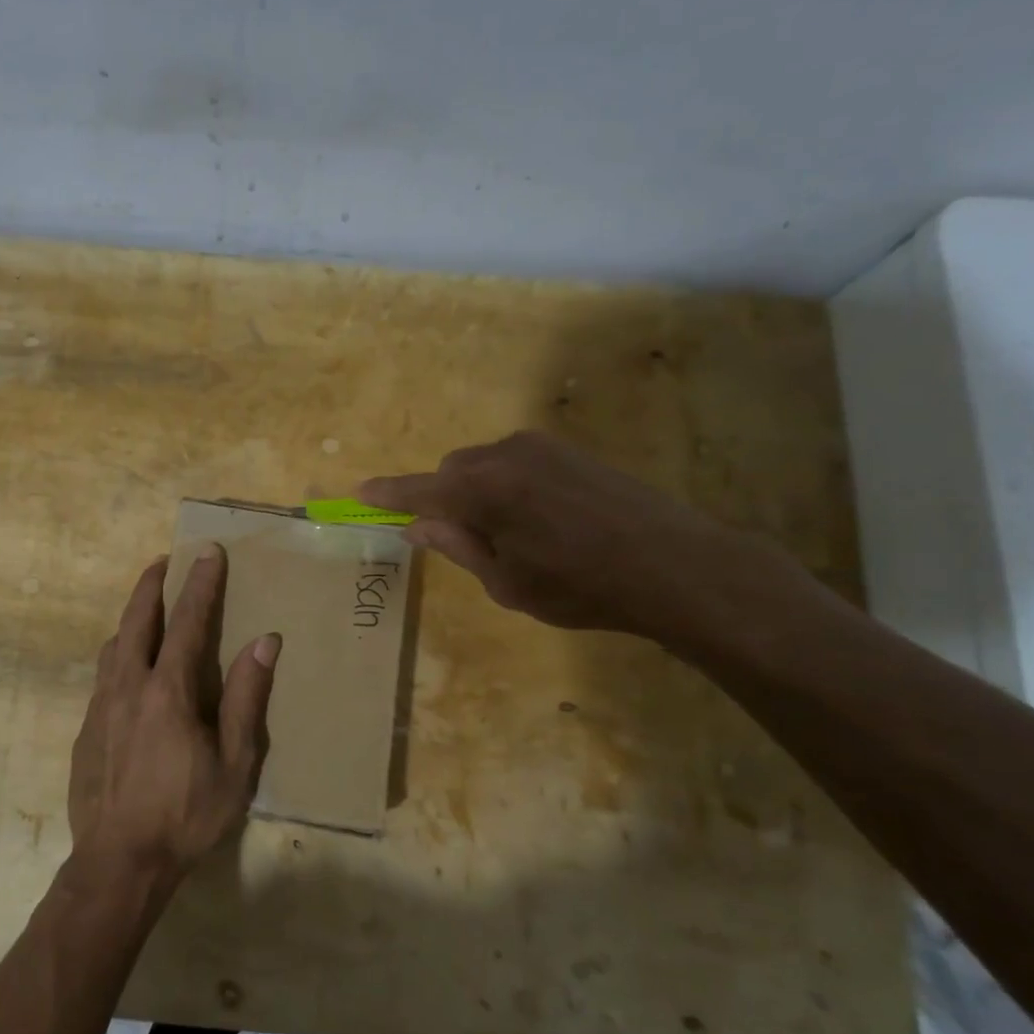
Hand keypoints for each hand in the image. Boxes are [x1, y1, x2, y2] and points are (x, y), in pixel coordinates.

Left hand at [67, 547, 279, 890]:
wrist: (119, 863)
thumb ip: (247, 699)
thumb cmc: (186, 814)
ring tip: (146, 609)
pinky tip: (127, 670)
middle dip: (152, 585)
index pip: (188, 622)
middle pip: (137, 620)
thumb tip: (264, 641)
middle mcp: (128, 686)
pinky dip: (119, 654)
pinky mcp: (85, 730)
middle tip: (164, 561)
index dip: (200, 584)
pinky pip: (103, 676)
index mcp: (168, 691)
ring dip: (131, 618)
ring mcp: (100, 707)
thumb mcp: (234, 763)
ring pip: (113, 645)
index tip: (207, 552)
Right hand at [360, 430, 786, 641]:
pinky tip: (543, 521)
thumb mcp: (506, 582)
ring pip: (485, 466)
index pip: (419, 490)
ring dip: (480, 494)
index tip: (359, 493)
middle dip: (446, 501)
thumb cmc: (579, 586)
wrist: (674, 565)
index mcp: (481, 489)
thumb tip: (417, 526)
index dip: (388, 495)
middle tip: (465, 543)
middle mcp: (505, 454)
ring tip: (515, 538)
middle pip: (452, 472)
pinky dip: (509, 487)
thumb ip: (456, 547)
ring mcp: (542, 447)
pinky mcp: (570, 451)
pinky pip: (517, 463)